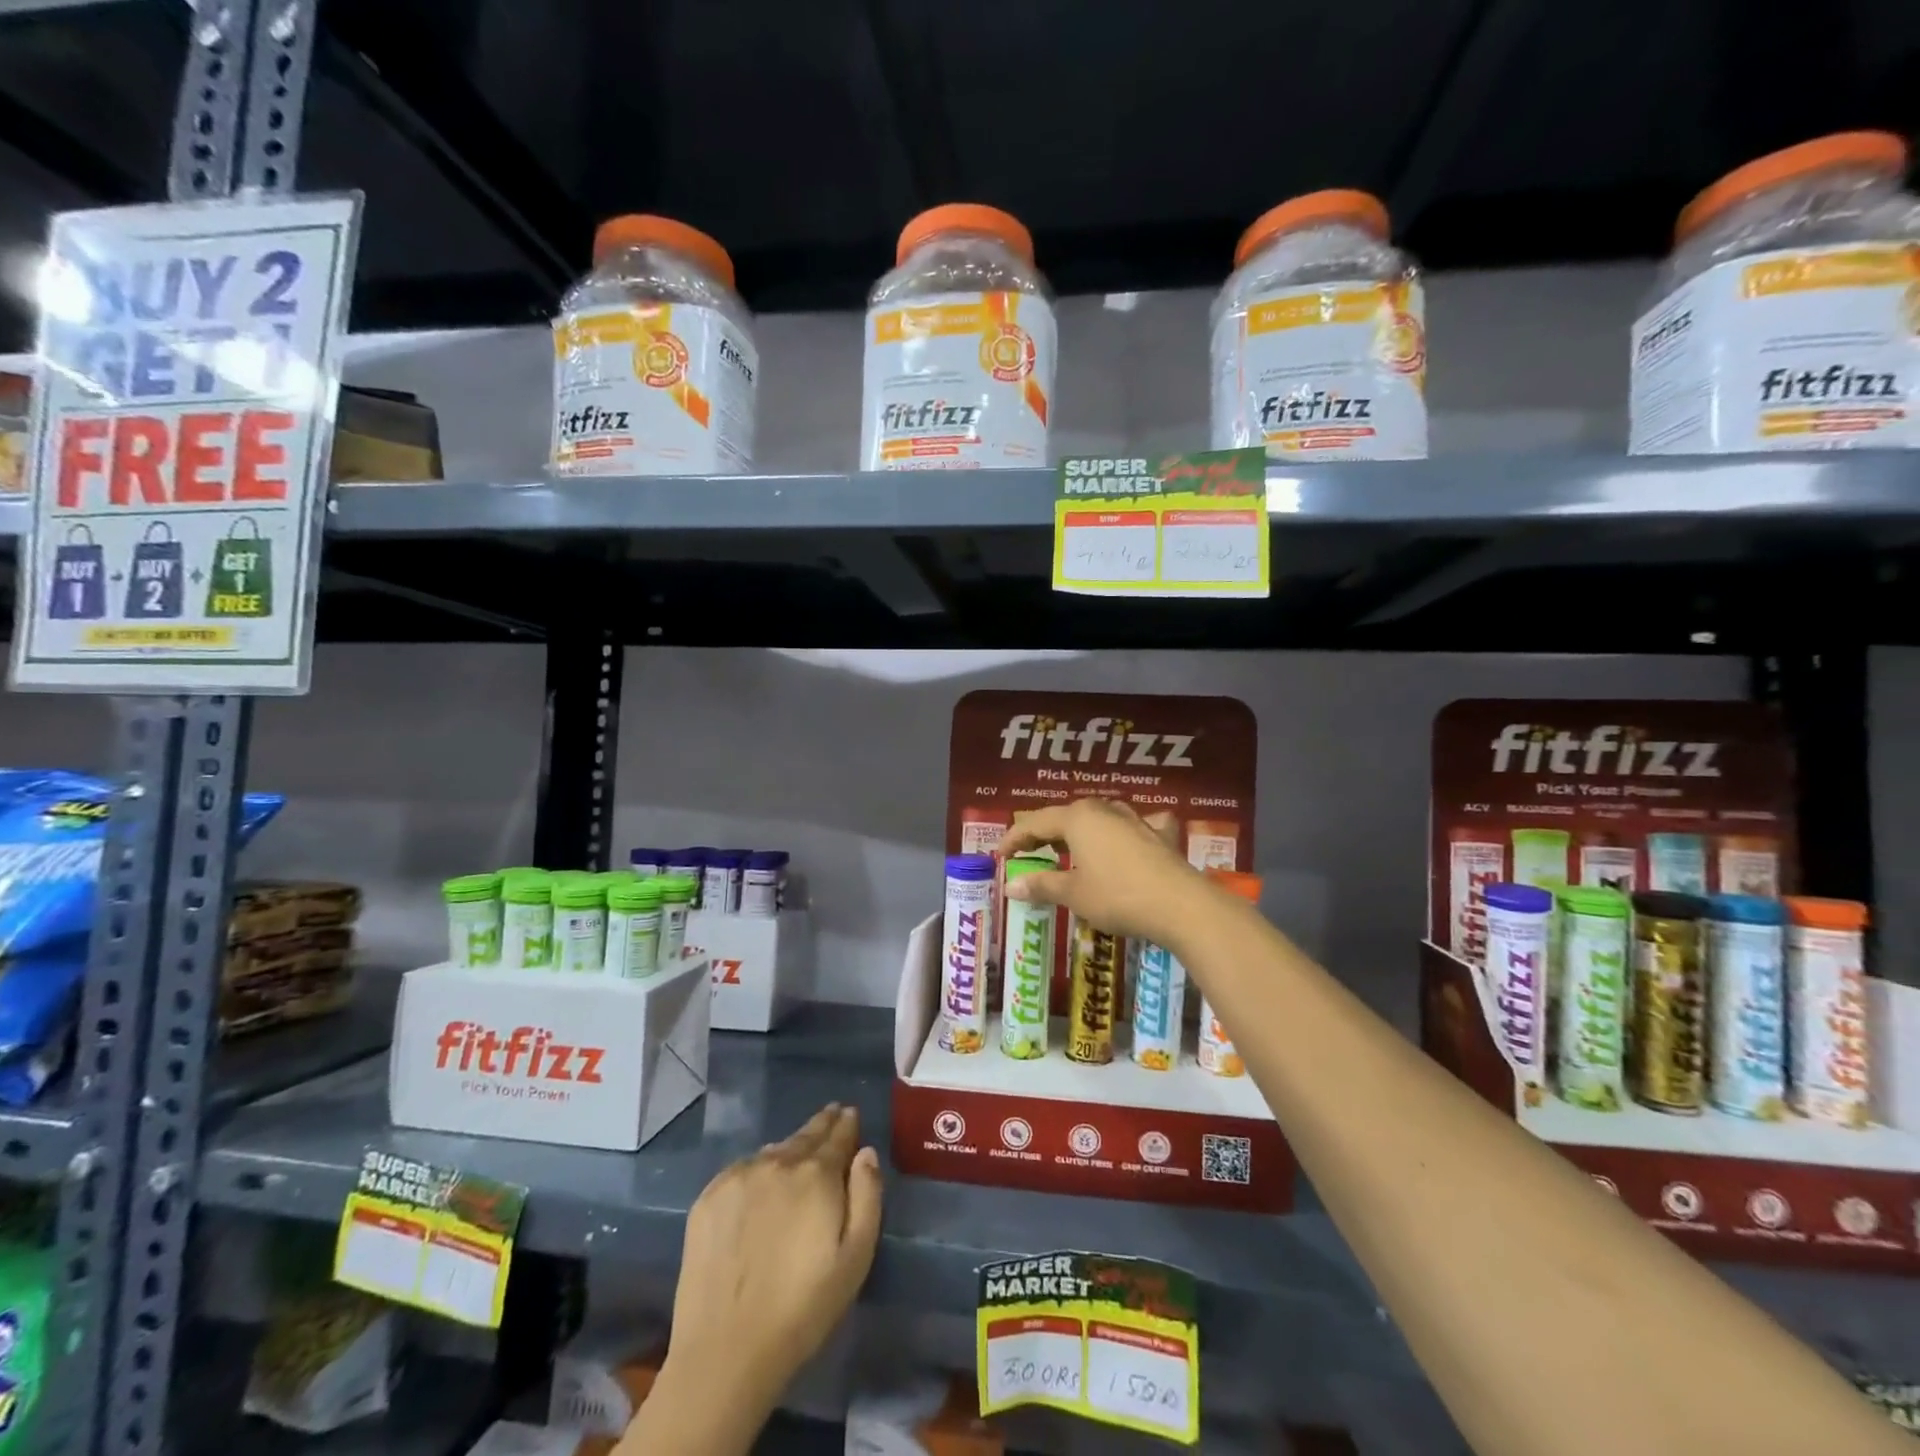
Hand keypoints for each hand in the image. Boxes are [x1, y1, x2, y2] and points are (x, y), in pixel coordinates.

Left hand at [652, 1105, 881, 1439]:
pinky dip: (758, 1168)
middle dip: (822, 1125)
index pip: (838, 1135)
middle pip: (805, 1135)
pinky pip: (743, 1170)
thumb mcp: (856, 1258)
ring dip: (790, 1148)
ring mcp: (738, 1177)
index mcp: (817, 1174)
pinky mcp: (708, 1198)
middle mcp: (777, 1162)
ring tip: (798, 1152)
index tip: (849, 1114)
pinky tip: (761, 1183)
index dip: (846, 1124)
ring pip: (773, 1151)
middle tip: (831, 1115)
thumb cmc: (803, 1310)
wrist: (725, 1352)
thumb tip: (865, 1153)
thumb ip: (867, 1196)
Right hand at [1000, 798, 1206, 946]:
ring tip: (1068, 848)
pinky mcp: (1159, 835)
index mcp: (1078, 818)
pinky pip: (1134, 827)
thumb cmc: (1117, 896)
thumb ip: (1041, 885)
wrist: (1180, 905)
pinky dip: (1124, 832)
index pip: (1035, 822)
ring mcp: (1135, 820)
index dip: (1014, 838)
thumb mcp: (1073, 894)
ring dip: (1080, 832)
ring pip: (1099, 818)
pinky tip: (1128, 839)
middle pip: (1066, 816)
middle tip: (1028, 852)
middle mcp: (1104, 810)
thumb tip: (1009, 886)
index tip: (999, 855)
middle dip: (1045, 833)